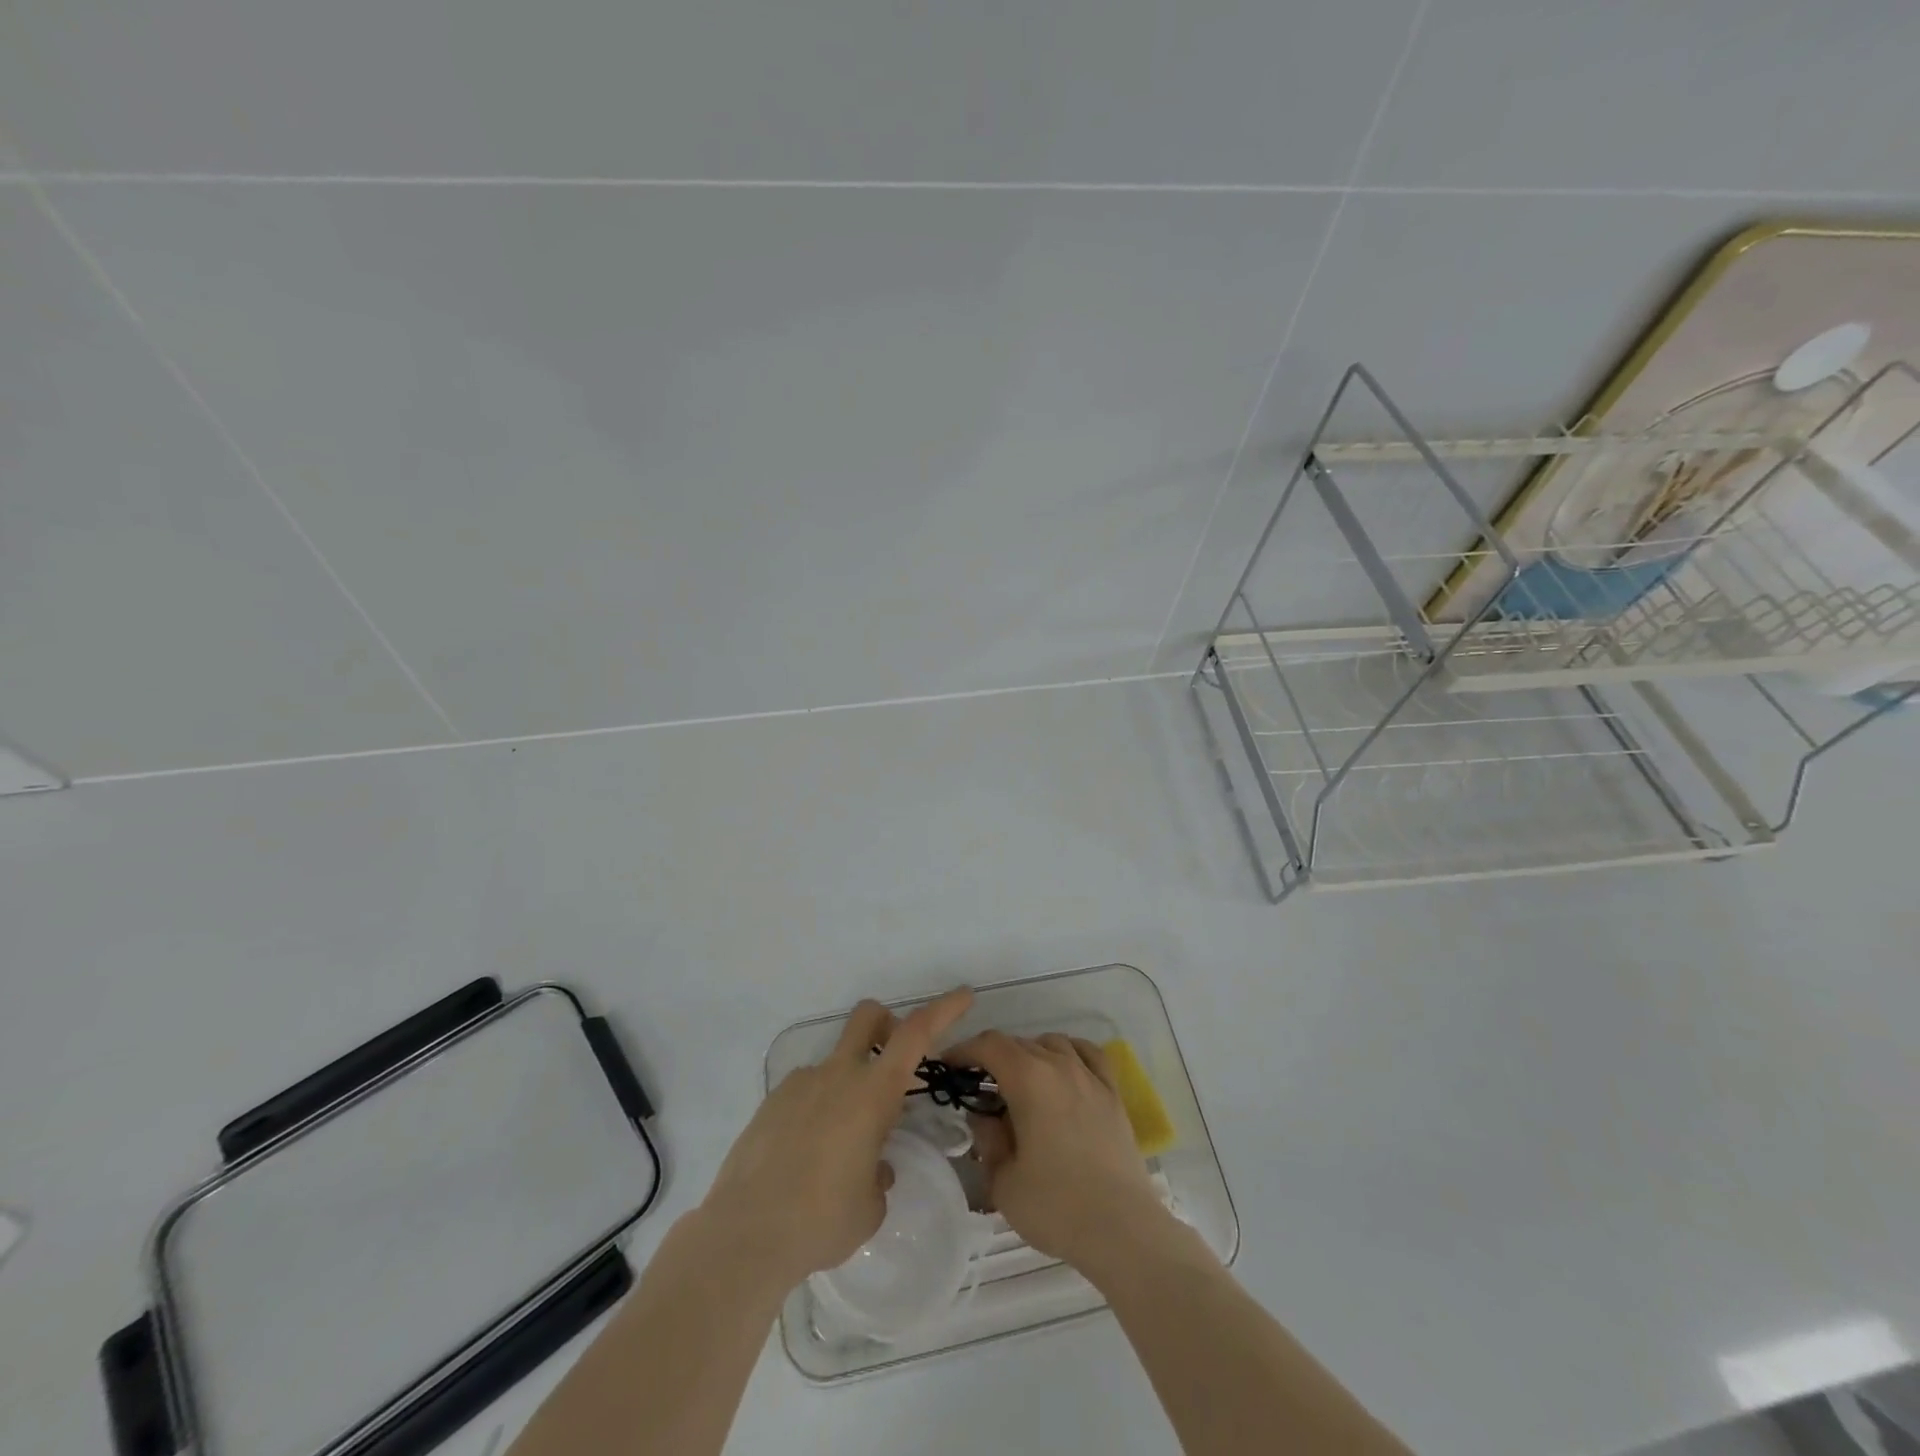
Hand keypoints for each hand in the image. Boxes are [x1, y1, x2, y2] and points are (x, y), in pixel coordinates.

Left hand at [699, 989, 973, 1288]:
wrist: (745, 1234)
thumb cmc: (822, 1221)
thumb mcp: (870, 1207)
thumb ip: (880, 1176)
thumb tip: (874, 1166)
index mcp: (872, 1094)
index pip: (915, 1034)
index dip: (944, 1009)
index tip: (964, 994)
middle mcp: (838, 1076)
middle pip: (867, 1017)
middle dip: (886, 1024)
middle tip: (893, 1064)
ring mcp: (800, 1084)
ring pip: (834, 1063)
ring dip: (847, 1086)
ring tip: (839, 1147)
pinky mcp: (771, 1103)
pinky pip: (805, 1093)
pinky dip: (816, 1111)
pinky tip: (806, 1158)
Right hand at [944, 1031, 1174, 1278]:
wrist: (1122, 1229)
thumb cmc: (1055, 1206)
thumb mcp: (1002, 1180)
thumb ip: (987, 1139)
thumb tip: (985, 1116)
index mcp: (1028, 1078)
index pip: (989, 1045)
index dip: (964, 1051)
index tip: (949, 1067)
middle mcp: (1059, 1065)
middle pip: (1019, 1043)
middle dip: (993, 1058)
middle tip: (980, 1088)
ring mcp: (1090, 1076)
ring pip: (1052, 1044)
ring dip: (1030, 1054)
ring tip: (1020, 1083)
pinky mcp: (1113, 1094)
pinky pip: (1088, 1054)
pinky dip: (1069, 1053)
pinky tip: (1063, 1070)